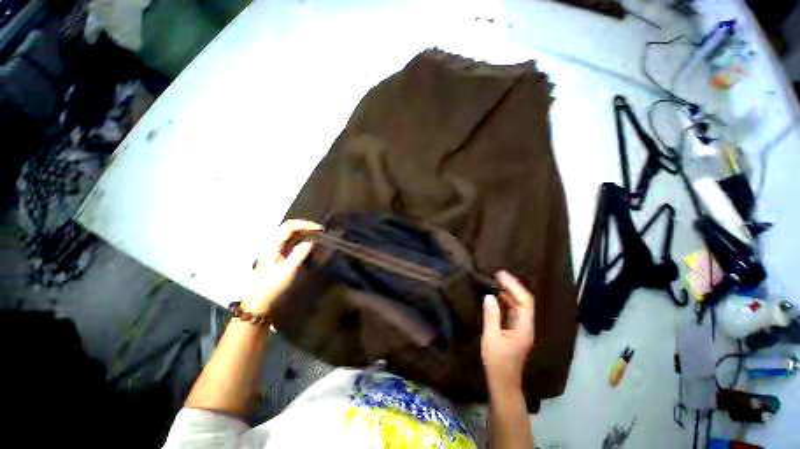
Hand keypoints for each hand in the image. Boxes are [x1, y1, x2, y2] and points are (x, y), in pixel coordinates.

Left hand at [243, 219, 321, 315]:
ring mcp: (276, 250)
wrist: (260, 301)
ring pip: (292, 235)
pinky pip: (292, 243)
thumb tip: (312, 240)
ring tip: (318, 237)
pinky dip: (303, 241)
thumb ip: (300, 252)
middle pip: (290, 228)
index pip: (289, 226)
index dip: (305, 224)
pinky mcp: (279, 256)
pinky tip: (311, 246)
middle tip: (321, 232)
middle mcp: (274, 244)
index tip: (320, 229)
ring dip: (305, 234)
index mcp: (273, 245)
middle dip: (306, 227)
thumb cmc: (273, 286)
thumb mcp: (289, 269)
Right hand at [481, 270, 535, 390]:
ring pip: (518, 305)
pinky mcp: (514, 330)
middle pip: (523, 301)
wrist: (502, 382)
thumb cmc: (497, 362)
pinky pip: (512, 311)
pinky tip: (497, 296)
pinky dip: (505, 301)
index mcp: (524, 327)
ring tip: (496, 281)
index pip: (524, 301)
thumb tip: (489, 296)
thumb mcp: (491, 338)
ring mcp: (521, 328)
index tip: (501, 275)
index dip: (514, 286)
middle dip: (512, 286)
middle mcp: (526, 325)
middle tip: (497, 274)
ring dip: (508, 292)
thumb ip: (491, 316)